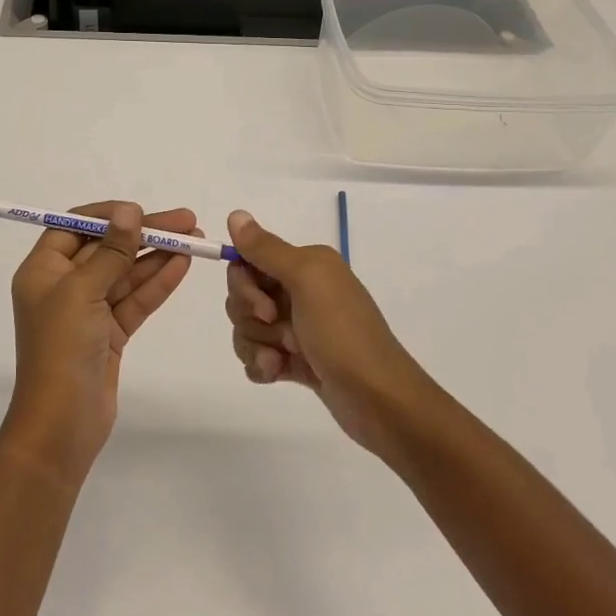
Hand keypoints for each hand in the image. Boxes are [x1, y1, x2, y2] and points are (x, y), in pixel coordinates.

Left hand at [3, 202, 198, 485]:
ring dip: (157, 256)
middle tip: (186, 220)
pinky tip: (182, 265)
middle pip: (106, 248)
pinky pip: (135, 300)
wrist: (61, 426)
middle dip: (144, 234)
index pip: (75, 227)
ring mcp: (88, 311)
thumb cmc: (61, 349)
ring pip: (126, 274)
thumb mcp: (82, 292)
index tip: (141, 210)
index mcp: (43, 271)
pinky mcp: (109, 334)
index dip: (108, 215)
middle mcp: (63, 286)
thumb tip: (128, 211)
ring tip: (195, 239)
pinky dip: (157, 283)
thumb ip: (110, 251)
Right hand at [224, 209, 436, 457]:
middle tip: (283, 333)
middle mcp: (302, 289)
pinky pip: (257, 354)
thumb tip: (235, 214)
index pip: (248, 261)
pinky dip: (262, 365)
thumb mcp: (306, 281)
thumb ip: (266, 249)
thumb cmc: (343, 334)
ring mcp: (298, 326)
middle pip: (243, 295)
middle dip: (251, 318)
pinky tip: (277, 374)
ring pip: (246, 327)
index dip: (245, 285)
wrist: (380, 401)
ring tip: (283, 360)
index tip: (265, 307)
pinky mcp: (297, 360)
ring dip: (257, 345)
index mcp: (307, 264)